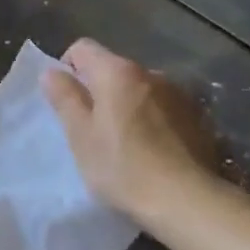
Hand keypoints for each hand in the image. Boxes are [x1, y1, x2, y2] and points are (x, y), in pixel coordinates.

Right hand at [42, 39, 212, 219]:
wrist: (189, 201)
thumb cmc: (124, 168)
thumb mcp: (81, 136)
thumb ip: (65, 98)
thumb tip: (51, 72)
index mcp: (117, 72)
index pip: (83, 48)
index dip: (68, 67)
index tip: (66, 101)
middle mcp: (150, 72)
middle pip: (113, 68)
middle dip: (99, 90)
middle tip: (92, 129)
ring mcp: (179, 93)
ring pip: (140, 89)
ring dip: (128, 104)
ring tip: (126, 142)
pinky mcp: (198, 116)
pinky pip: (164, 107)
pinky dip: (153, 119)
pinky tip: (154, 150)